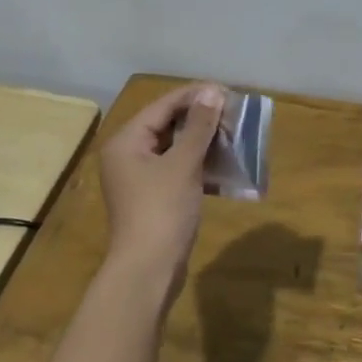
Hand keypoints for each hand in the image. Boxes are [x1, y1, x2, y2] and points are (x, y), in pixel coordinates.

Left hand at [99, 83, 225, 280]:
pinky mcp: (155, 198)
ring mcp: (141, 179)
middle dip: (201, 119)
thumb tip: (211, 91)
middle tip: (234, 114)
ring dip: (203, 142)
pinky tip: (225, 166)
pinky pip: (178, 170)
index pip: (163, 106)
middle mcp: (128, 155)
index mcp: (127, 141)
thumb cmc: (162, 211)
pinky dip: (200, 165)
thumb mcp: (183, 165)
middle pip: (168, 125)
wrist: (148, 270)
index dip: (195, 96)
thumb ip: (198, 127)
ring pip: (175, 149)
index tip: (227, 91)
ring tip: (234, 135)